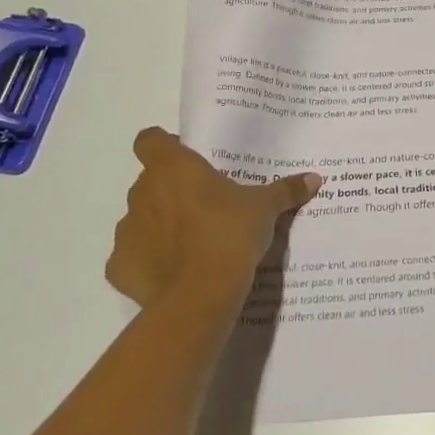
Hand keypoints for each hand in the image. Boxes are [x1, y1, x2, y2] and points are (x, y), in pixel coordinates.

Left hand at [106, 128, 320, 310]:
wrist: (199, 295)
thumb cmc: (230, 233)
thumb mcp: (265, 208)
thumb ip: (285, 190)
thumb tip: (314, 178)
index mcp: (172, 167)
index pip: (150, 139)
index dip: (164, 146)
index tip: (187, 159)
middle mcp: (142, 192)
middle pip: (149, 180)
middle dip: (170, 189)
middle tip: (203, 204)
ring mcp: (126, 230)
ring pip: (140, 218)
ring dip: (158, 224)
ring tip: (190, 242)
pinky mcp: (119, 267)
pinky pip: (131, 257)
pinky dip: (147, 261)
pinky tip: (173, 272)